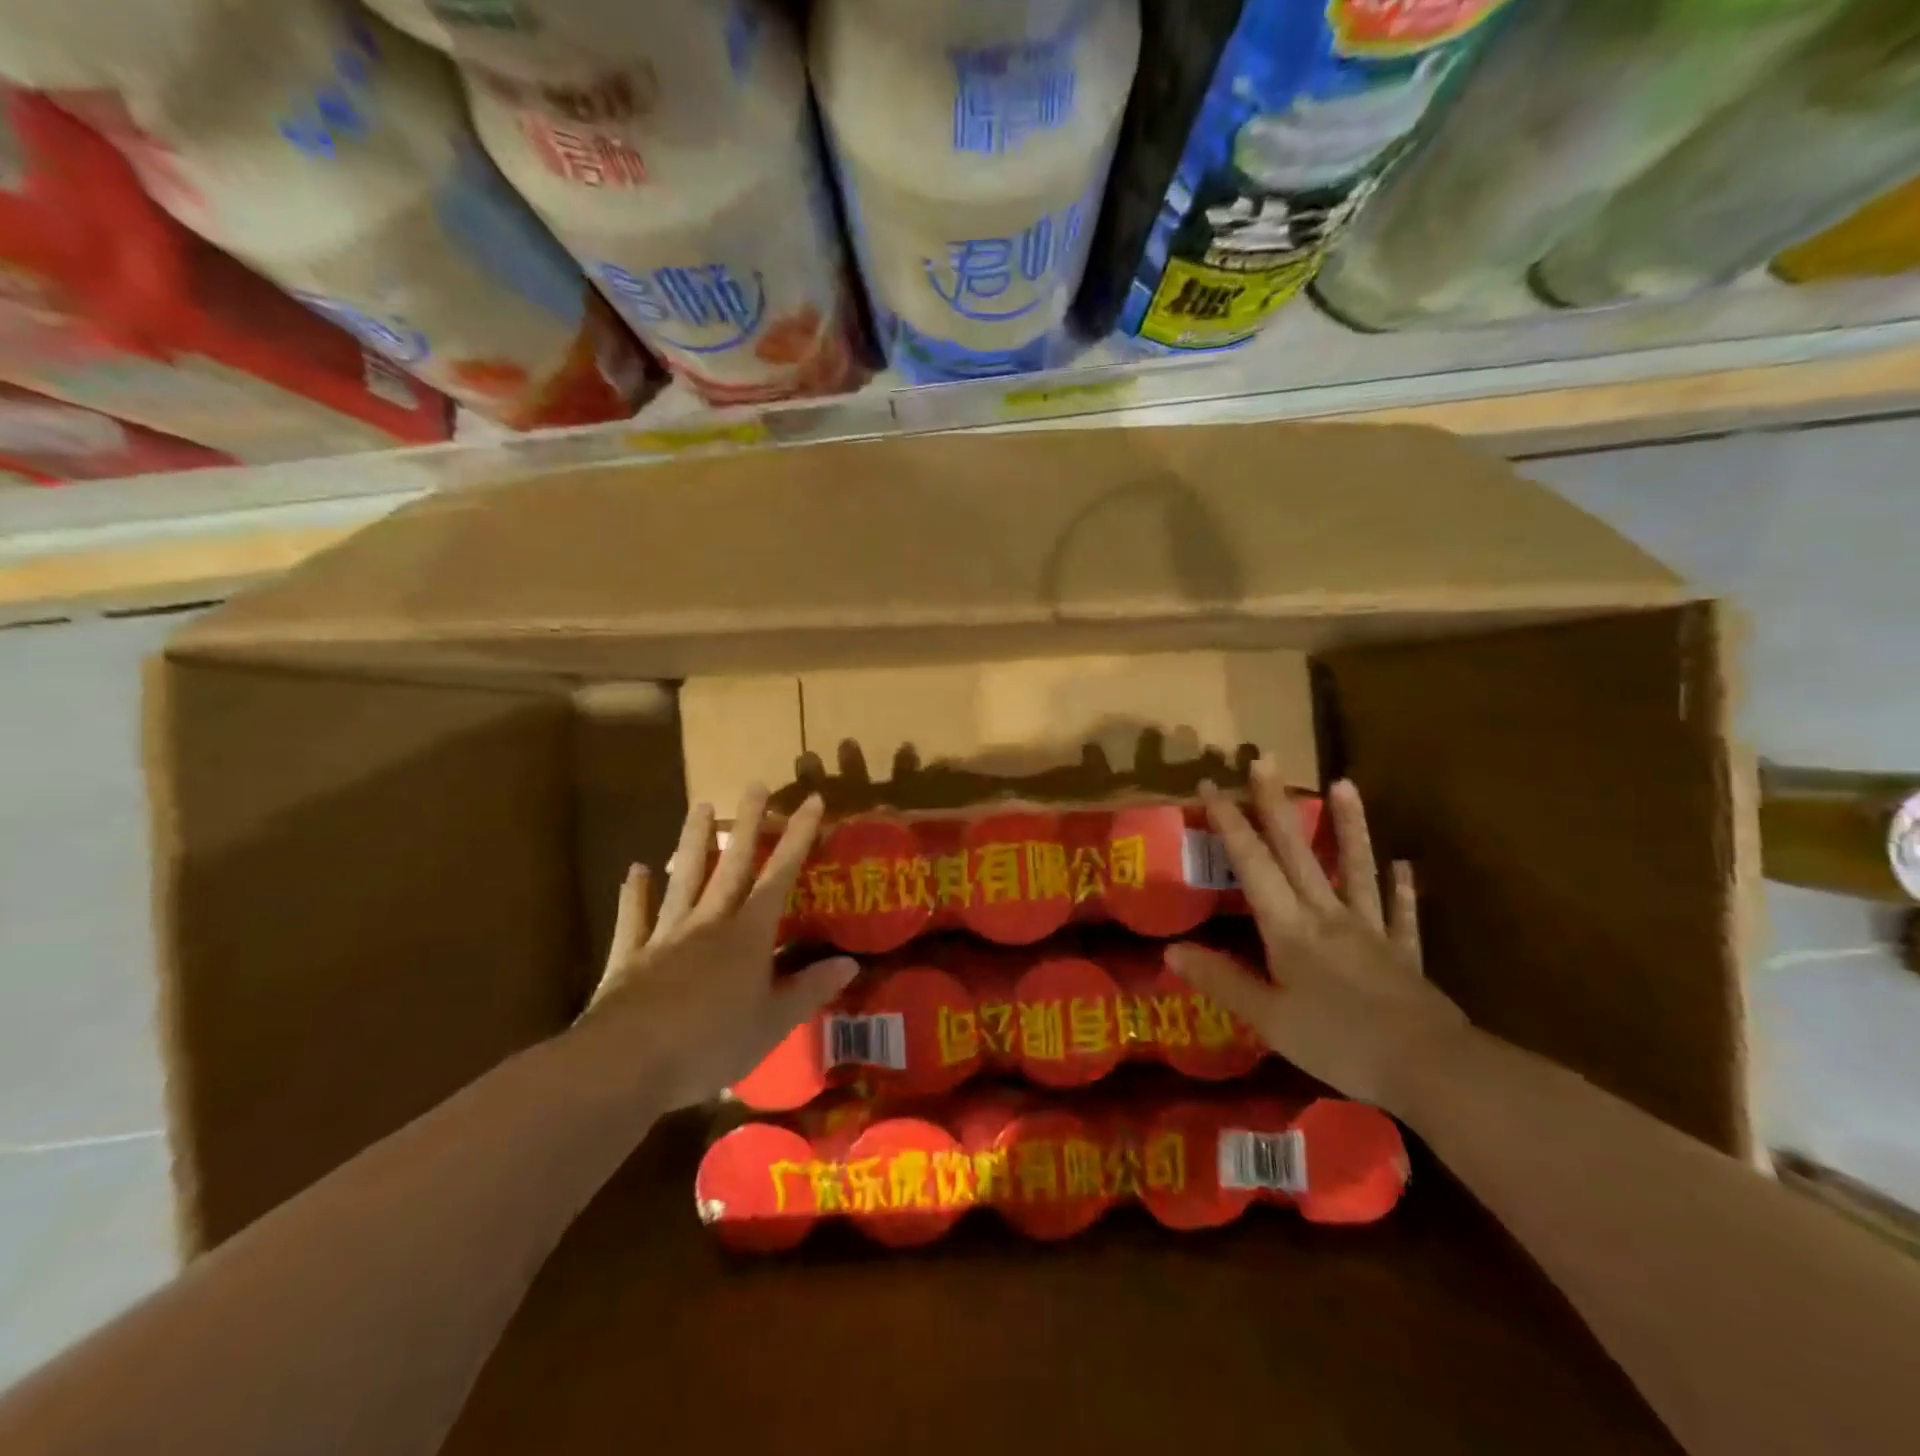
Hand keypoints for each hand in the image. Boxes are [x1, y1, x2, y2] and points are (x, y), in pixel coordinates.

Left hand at [582, 787, 857, 1110]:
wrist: (626, 1063)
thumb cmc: (710, 1044)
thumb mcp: (772, 1024)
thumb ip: (809, 990)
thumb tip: (850, 963)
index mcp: (747, 936)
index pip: (780, 876)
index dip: (798, 838)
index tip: (811, 801)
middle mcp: (709, 923)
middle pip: (732, 864)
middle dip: (747, 824)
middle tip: (755, 786)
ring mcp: (666, 935)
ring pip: (684, 878)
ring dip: (693, 842)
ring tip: (700, 806)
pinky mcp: (630, 956)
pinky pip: (634, 917)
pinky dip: (635, 893)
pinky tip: (636, 870)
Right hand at [1165, 764, 1467, 1110]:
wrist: (1428, 1068)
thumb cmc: (1339, 1042)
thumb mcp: (1268, 1018)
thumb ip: (1221, 980)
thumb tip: (1171, 950)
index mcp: (1289, 928)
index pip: (1252, 865)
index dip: (1230, 824)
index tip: (1211, 785)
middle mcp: (1327, 915)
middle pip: (1297, 851)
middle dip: (1276, 804)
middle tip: (1266, 759)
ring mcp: (1370, 930)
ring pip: (1356, 868)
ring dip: (1349, 826)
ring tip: (1345, 784)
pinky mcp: (1403, 953)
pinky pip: (1400, 914)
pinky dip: (1402, 889)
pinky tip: (1404, 865)